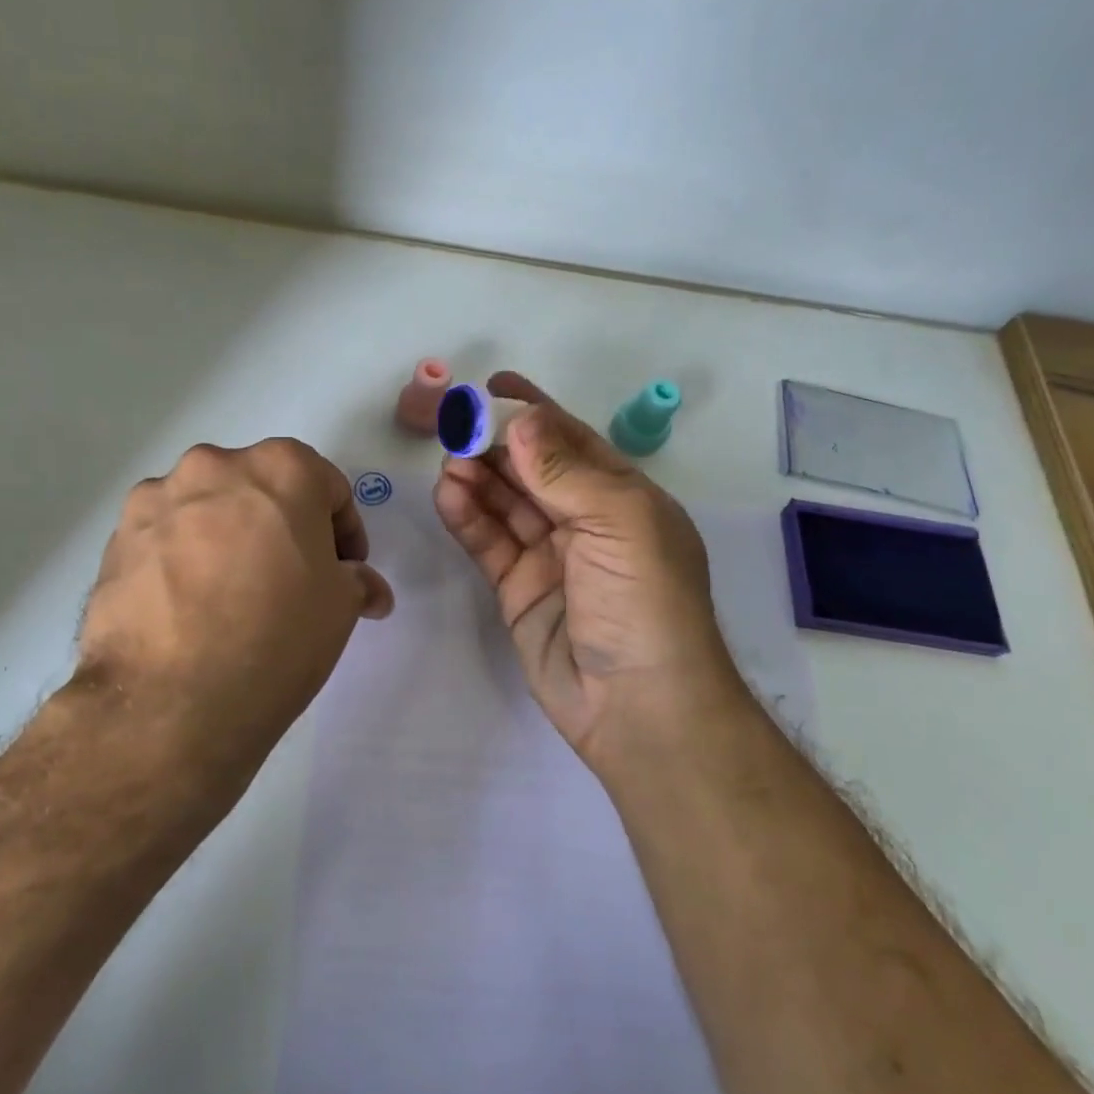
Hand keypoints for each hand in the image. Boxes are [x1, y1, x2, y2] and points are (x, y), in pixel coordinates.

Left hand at [73, 439, 392, 792]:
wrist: (172, 701)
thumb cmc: (277, 637)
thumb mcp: (340, 609)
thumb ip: (356, 581)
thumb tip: (363, 586)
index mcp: (281, 468)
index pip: (328, 488)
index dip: (344, 533)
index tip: (342, 572)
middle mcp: (214, 466)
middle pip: (262, 489)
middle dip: (282, 528)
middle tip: (289, 580)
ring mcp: (157, 498)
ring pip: (208, 509)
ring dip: (227, 538)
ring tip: (229, 596)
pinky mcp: (117, 537)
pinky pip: (165, 537)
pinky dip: (182, 559)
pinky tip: (187, 608)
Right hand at [434, 372, 744, 775]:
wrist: (638, 706)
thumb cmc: (645, 602)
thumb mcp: (619, 523)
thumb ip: (565, 472)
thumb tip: (520, 419)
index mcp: (623, 498)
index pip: (572, 441)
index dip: (535, 411)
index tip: (492, 386)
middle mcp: (586, 522)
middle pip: (533, 469)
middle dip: (496, 444)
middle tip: (455, 424)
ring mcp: (550, 557)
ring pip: (506, 504)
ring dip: (478, 478)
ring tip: (449, 460)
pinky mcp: (518, 590)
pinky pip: (488, 544)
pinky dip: (468, 518)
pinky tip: (448, 495)